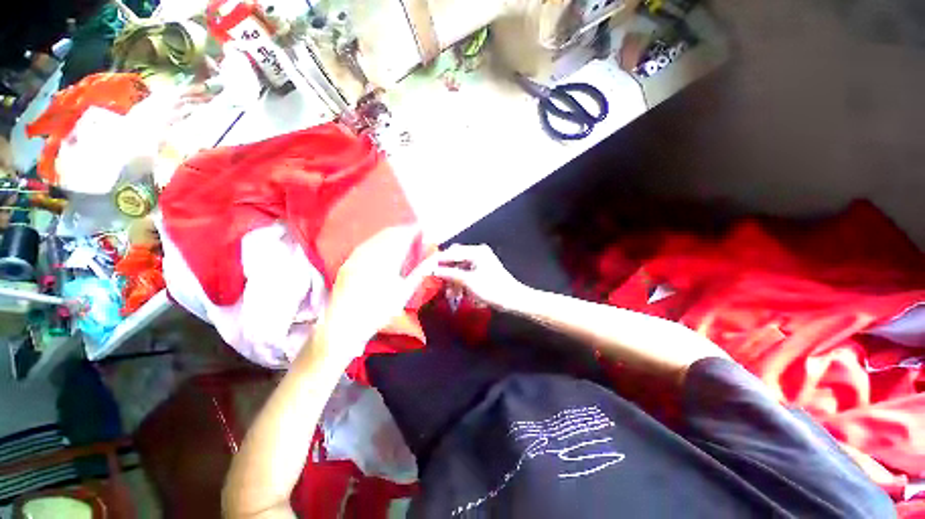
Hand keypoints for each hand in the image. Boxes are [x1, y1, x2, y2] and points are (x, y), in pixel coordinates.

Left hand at [313, 226, 435, 365]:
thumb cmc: (380, 310)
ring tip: (401, 239)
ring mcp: (357, 256)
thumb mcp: (404, 292)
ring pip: (376, 237)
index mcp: (387, 260)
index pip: (403, 237)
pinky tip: (382, 247)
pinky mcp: (348, 261)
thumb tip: (433, 257)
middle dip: (403, 231)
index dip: (413, 230)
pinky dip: (378, 241)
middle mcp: (370, 253)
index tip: (423, 229)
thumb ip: (420, 272)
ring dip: (391, 234)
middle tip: (414, 234)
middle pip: (389, 233)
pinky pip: (366, 244)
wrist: (345, 324)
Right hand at [434, 244, 528, 310]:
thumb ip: (450, 274)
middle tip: (437, 281)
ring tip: (450, 294)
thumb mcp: (469, 282)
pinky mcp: (482, 270)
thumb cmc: (493, 289)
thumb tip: (434, 270)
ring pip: (459, 267)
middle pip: (455, 259)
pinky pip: (466, 273)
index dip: (438, 261)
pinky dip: (460, 282)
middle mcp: (478, 253)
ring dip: (453, 280)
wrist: (514, 300)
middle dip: (446, 271)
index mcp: (477, 252)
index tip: (425, 269)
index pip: (452, 253)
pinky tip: (457, 294)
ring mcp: (480, 261)